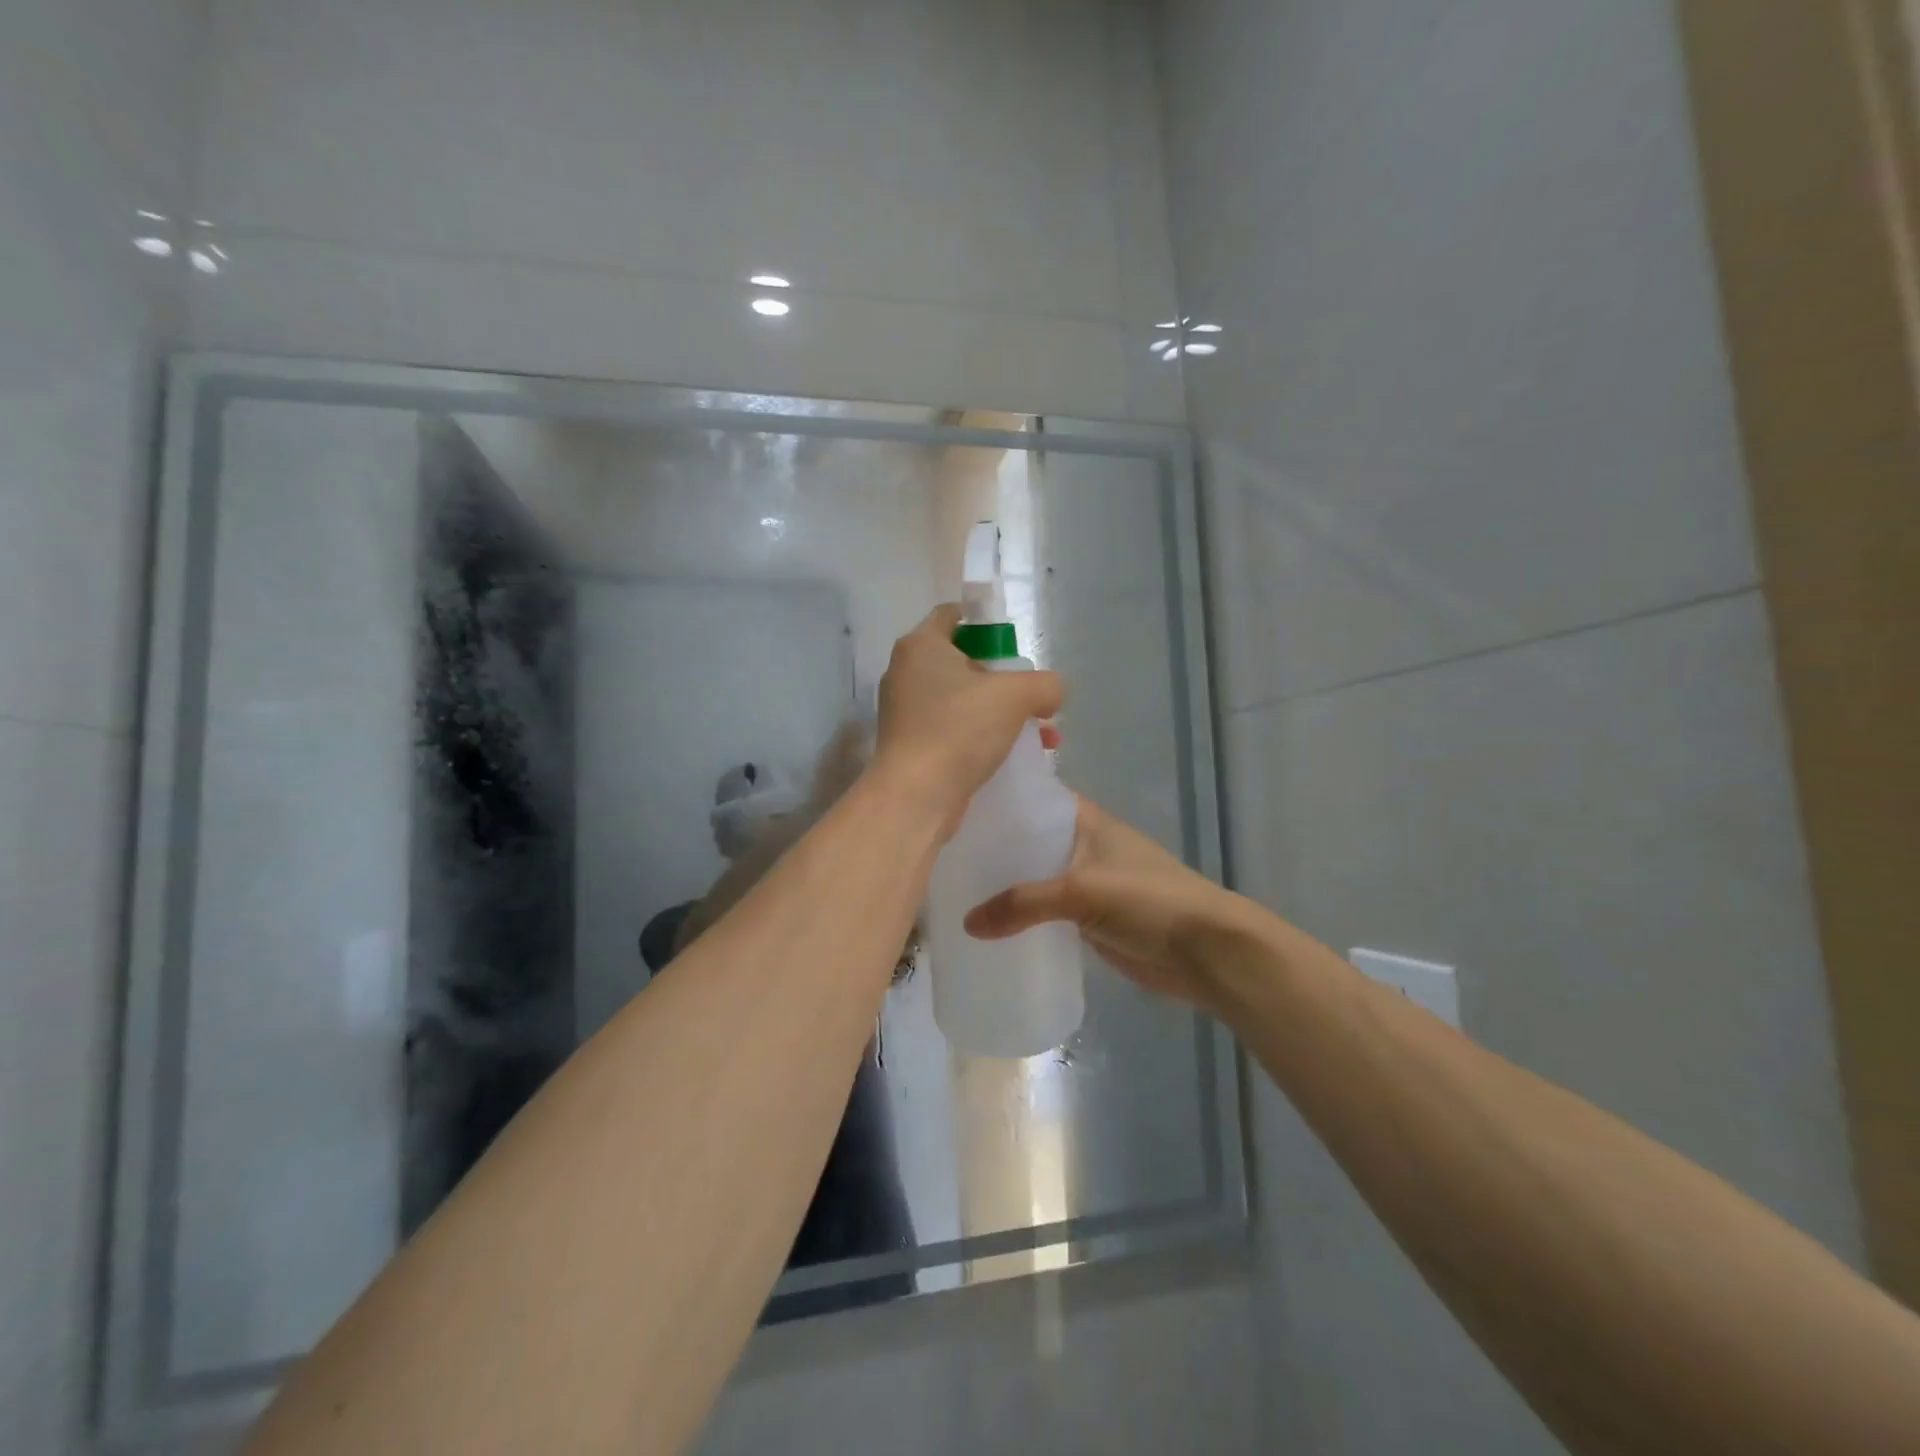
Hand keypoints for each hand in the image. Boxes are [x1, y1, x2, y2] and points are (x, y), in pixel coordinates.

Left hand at [871, 604, 1064, 835]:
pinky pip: (953, 728)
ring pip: (961, 699)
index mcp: (920, 646)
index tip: (1014, 644)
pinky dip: (981, 735)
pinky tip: (1015, 754)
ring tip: (1039, 732)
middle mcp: (906, 672)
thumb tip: (1052, 692)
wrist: (916, 796)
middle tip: (1031, 695)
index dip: (985, 623)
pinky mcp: (910, 744)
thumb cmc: (960, 730)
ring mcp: (904, 711)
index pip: (952, 615)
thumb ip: (1044, 684)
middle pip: (961, 660)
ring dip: (999, 711)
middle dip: (1003, 678)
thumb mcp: (1016, 696)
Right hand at [963, 797, 1258, 1011]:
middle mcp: (1082, 845)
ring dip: (1003, 886)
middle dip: (992, 849)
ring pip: (1034, 879)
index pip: (1033, 799)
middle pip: (1028, 841)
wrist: (1205, 951)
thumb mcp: (1082, 891)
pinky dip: (1021, 917)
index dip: (998, 801)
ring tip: (951, 891)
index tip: (952, 806)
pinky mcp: (1088, 919)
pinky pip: (1044, 913)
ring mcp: (1085, 883)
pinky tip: (984, 926)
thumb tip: (967, 924)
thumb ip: (1024, 903)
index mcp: (1085, 820)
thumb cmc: (1149, 900)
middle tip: (940, 856)